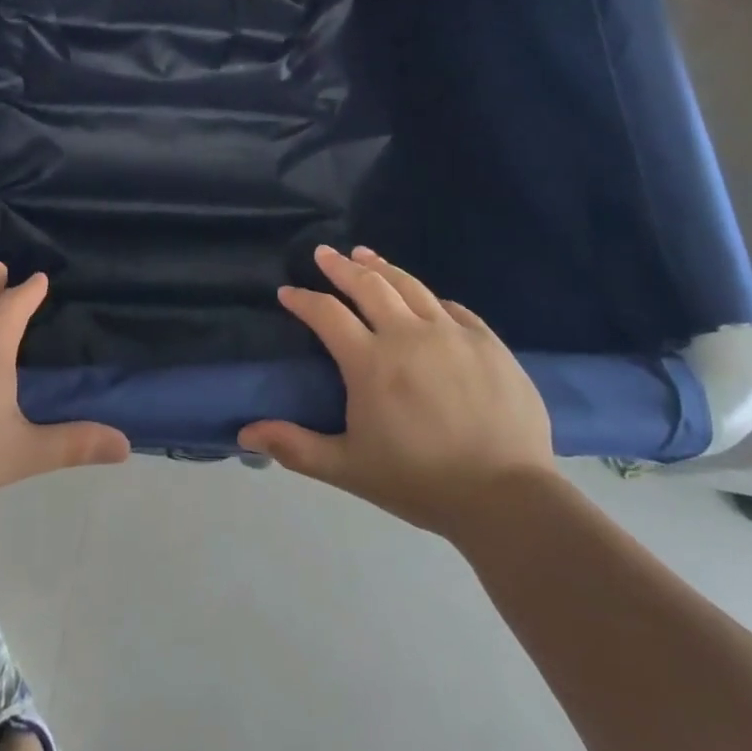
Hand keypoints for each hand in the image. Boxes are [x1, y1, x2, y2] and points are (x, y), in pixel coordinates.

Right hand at [239, 246, 556, 536]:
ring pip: (410, 285)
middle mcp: (407, 334)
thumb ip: (295, 447)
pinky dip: (429, 297)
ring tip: (365, 255)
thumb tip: (244, 433)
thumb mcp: (348, 468)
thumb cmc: (420, 482)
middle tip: (323, 253)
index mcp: (370, 362)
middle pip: (367, 285)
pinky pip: (452, 307)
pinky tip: (424, 296)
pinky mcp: (487, 341)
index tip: (288, 291)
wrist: (507, 497)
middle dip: (339, 266)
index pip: (326, 314)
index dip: (303, 299)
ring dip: (382, 267)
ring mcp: (451, 333)